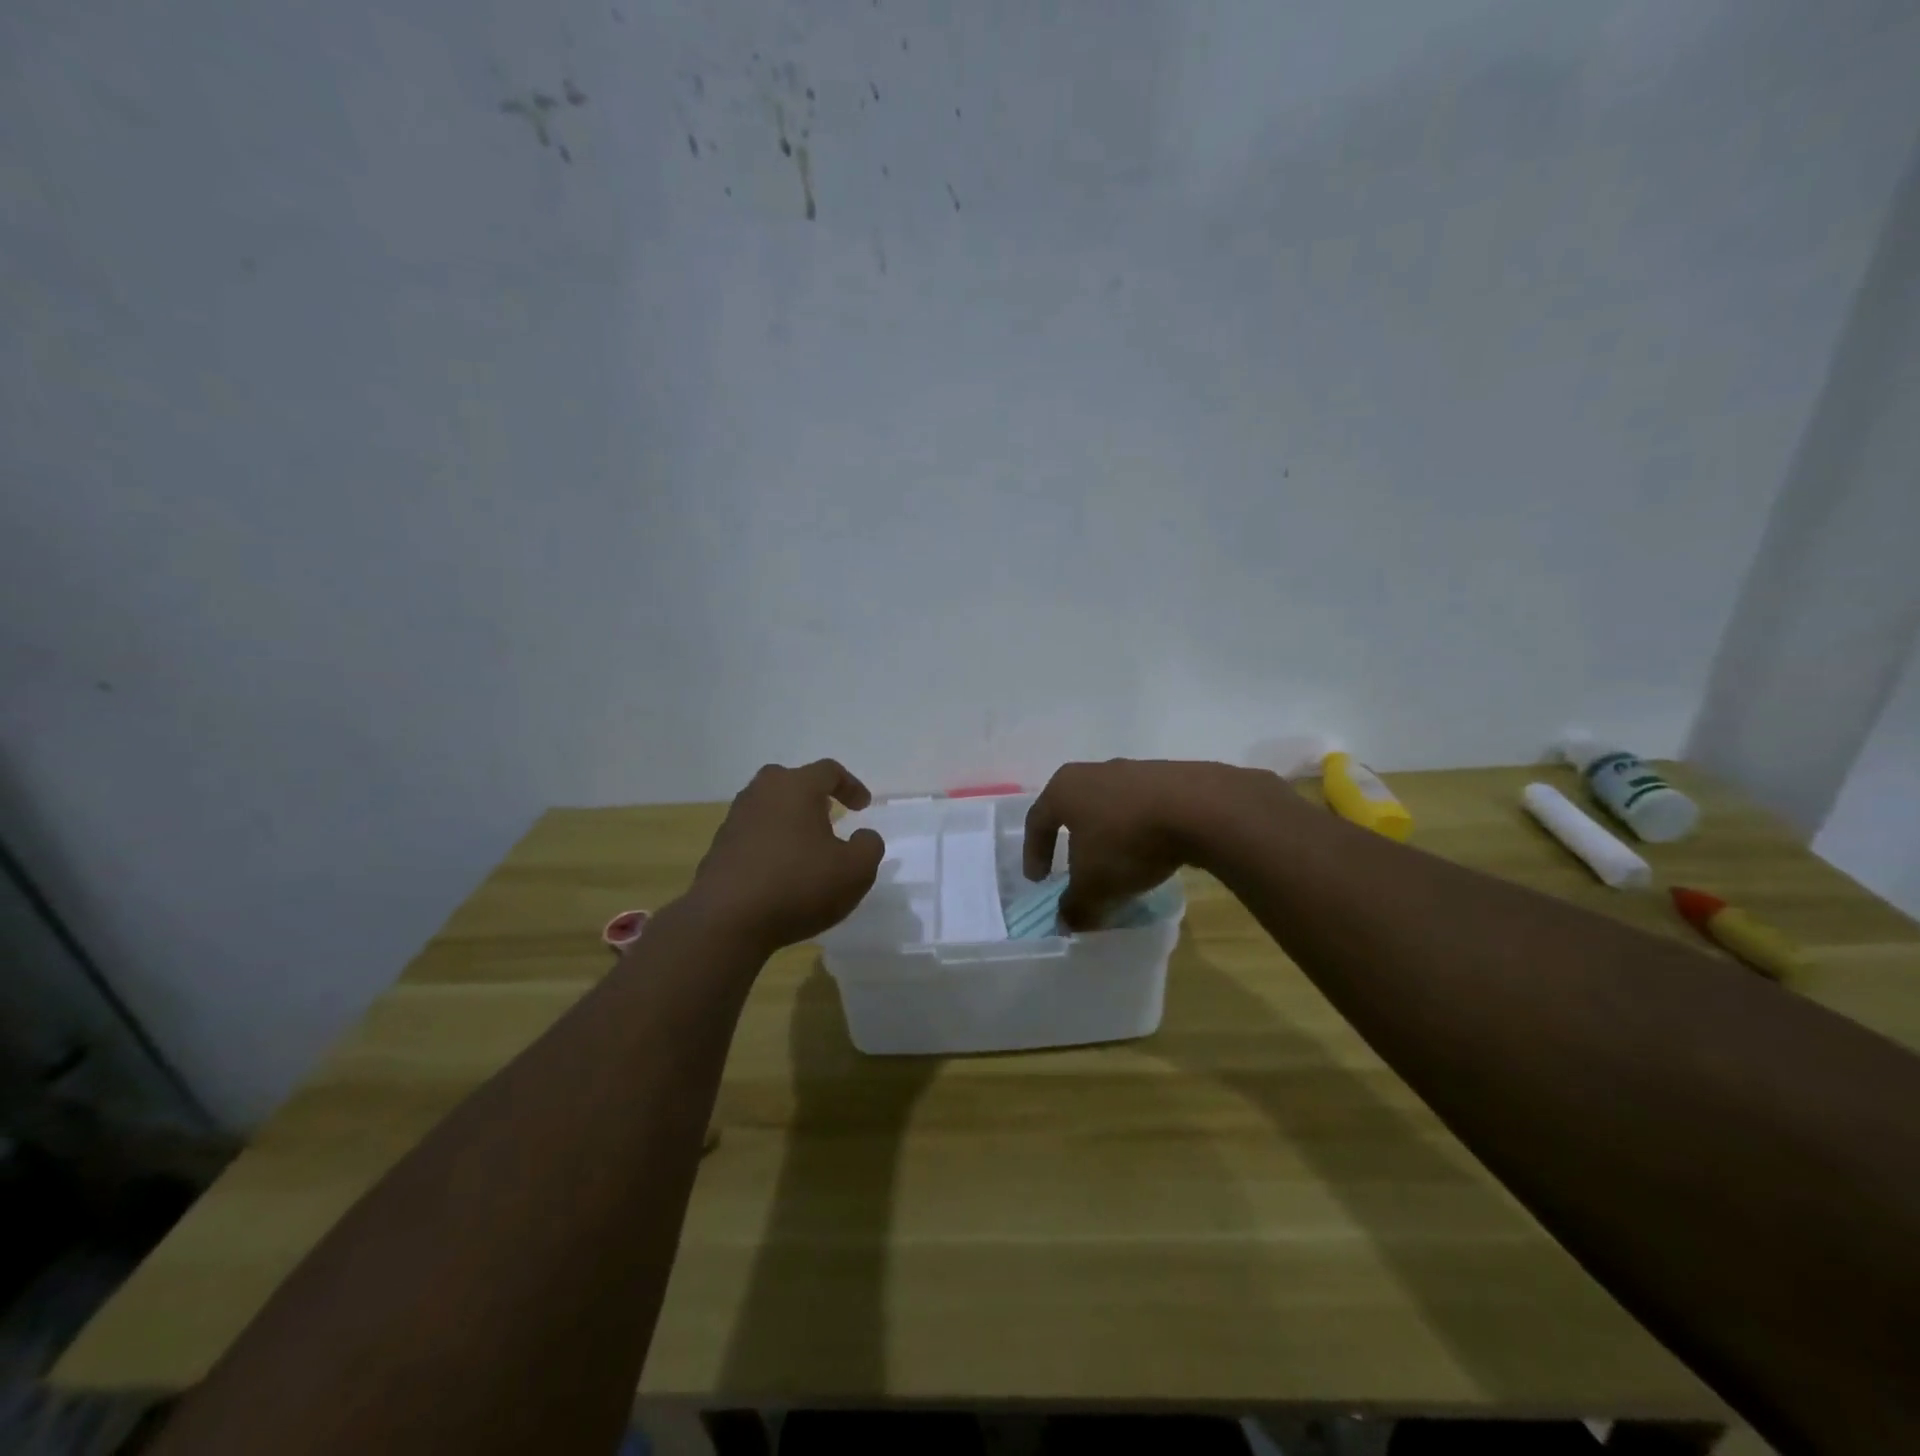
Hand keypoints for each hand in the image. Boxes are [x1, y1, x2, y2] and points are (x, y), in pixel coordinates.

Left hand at [688, 760, 885, 952]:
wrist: (726, 921)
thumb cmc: (798, 885)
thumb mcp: (855, 870)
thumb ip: (869, 846)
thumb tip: (863, 836)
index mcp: (796, 787)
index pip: (828, 771)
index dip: (850, 785)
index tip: (863, 807)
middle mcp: (761, 794)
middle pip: (790, 781)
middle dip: (812, 796)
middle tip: (828, 815)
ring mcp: (735, 820)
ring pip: (768, 808)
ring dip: (789, 821)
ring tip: (805, 847)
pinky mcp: (718, 849)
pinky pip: (752, 835)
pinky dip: (770, 845)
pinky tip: (780, 872)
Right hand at [1023, 759, 1269, 930]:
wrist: (1200, 808)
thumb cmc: (1127, 841)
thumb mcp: (1094, 886)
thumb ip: (1075, 906)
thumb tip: (1066, 921)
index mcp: (1064, 789)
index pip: (1037, 821)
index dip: (1035, 853)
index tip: (1039, 881)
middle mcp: (1094, 772)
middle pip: (1074, 809)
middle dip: (1072, 841)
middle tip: (1074, 869)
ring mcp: (1134, 770)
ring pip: (1110, 807)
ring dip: (1109, 836)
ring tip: (1118, 865)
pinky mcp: (1170, 776)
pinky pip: (1143, 808)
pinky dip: (1140, 831)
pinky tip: (1152, 853)